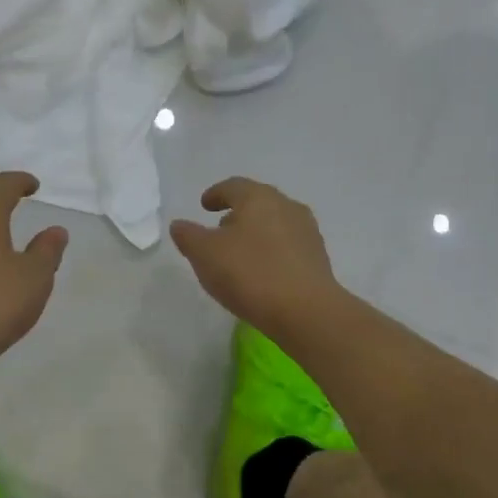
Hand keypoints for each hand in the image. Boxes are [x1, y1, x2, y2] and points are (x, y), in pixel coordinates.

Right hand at [170, 177, 342, 336]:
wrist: (306, 311)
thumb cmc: (250, 273)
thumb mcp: (205, 254)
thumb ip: (189, 236)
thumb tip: (180, 225)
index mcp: (258, 197)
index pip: (233, 186)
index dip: (216, 194)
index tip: (205, 205)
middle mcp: (286, 206)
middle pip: (257, 202)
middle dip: (237, 213)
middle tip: (220, 228)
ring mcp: (306, 232)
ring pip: (274, 224)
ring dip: (255, 233)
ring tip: (239, 253)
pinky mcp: (318, 258)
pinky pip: (287, 246)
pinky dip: (271, 251)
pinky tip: (262, 271)